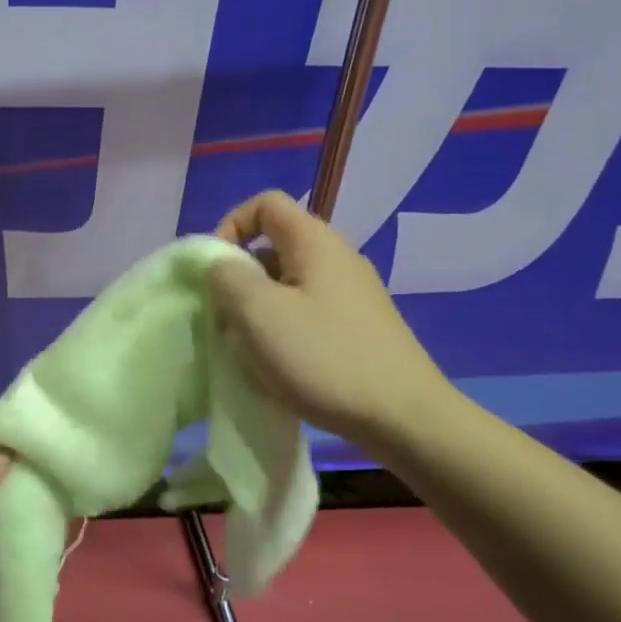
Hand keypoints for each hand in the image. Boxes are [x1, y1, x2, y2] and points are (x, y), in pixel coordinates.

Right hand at [212, 190, 452, 452]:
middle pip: (274, 246)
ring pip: (288, 284)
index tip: (216, 269)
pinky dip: (283, 329)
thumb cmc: (323, 356)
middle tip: (226, 316)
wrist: (404, 417)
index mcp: (315, 242)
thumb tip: (219, 265)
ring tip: (248, 346)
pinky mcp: (360, 328)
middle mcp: (338, 258)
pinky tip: (280, 365)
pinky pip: (308, 312)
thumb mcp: (257, 312)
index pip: (265, 204)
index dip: (231, 225)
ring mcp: (353, 295)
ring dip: (259, 308)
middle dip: (240, 276)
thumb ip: (225, 277)